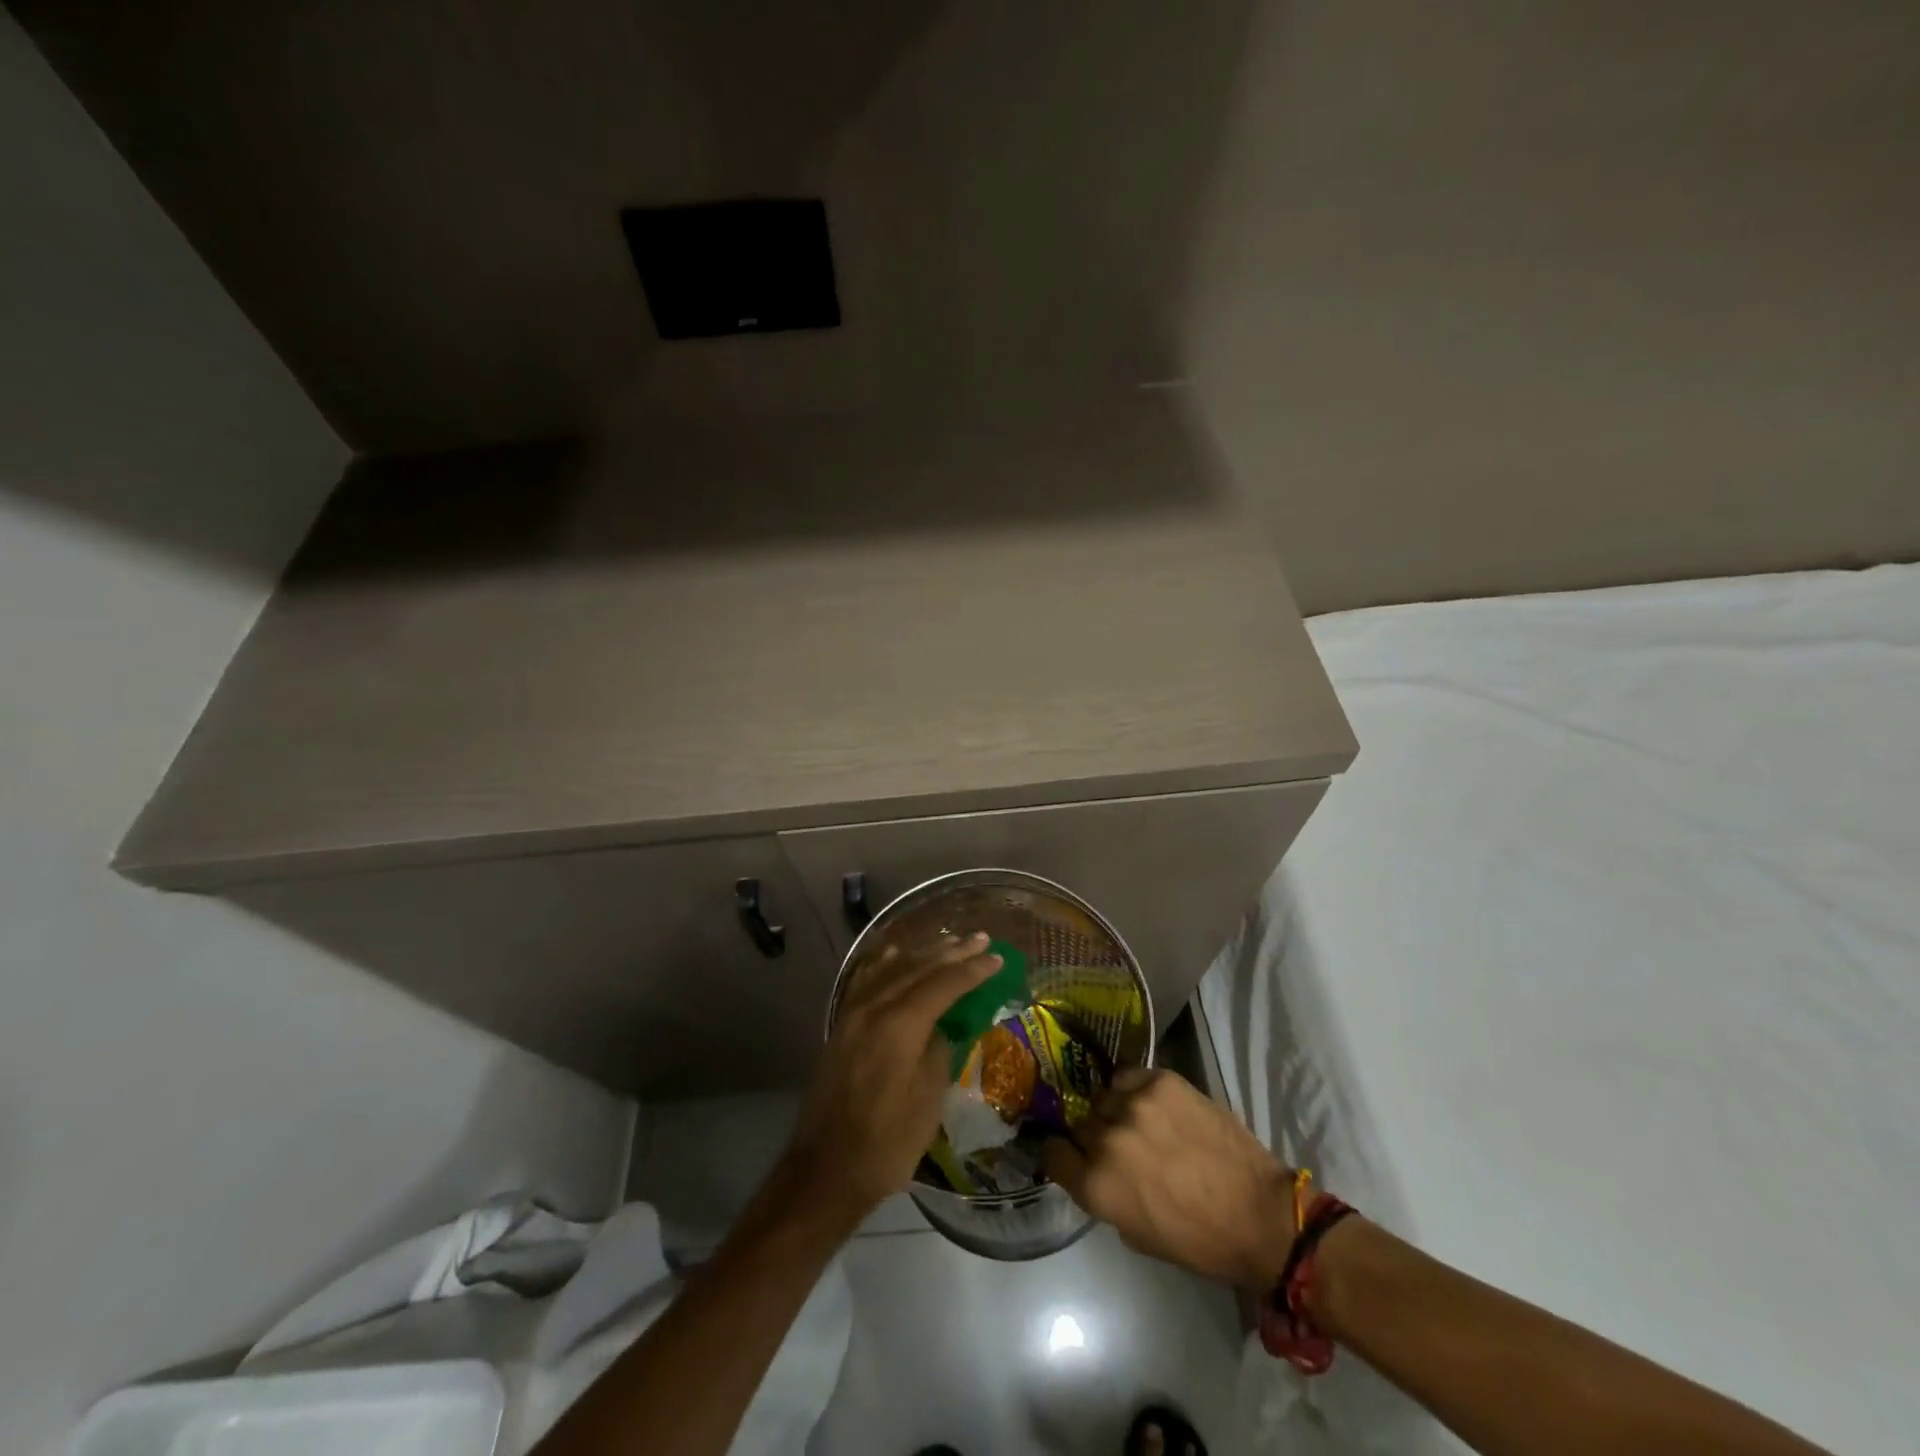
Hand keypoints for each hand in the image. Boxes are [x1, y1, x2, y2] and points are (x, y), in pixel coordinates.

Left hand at [781, 933, 1002, 1232]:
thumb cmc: (887, 1142)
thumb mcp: (928, 1100)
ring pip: (892, 969)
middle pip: (918, 968)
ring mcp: (852, 1014)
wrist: (826, 1170)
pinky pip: (866, 980)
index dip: (973, 970)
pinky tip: (894, 953)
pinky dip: (884, 963)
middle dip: (952, 953)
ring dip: (922, 954)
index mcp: (900, 1025)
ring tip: (948, 942)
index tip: (997, 958)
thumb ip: (939, 1051)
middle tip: (980, 939)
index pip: (944, 984)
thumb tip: (943, 1026)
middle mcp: (874, 1008)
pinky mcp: (841, 1026)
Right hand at [1046, 1068, 1298, 1289]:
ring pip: (1105, 1096)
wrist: (1258, 1214)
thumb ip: (1105, 1194)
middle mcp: (1106, 1139)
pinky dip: (1137, 1088)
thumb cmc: (1198, 1241)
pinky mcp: (1162, 1080)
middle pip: (1080, 1122)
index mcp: (1096, 1185)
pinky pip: (1130, 1076)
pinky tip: (1155, 1104)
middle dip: (1093, 1134)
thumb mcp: (1135, 1233)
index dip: (1060, 1154)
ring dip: (1116, 1110)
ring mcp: (1134, 1104)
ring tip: (1140, 1122)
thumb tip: (1093, 1167)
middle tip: (1118, 1145)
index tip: (1070, 1154)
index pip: (1051, 1152)